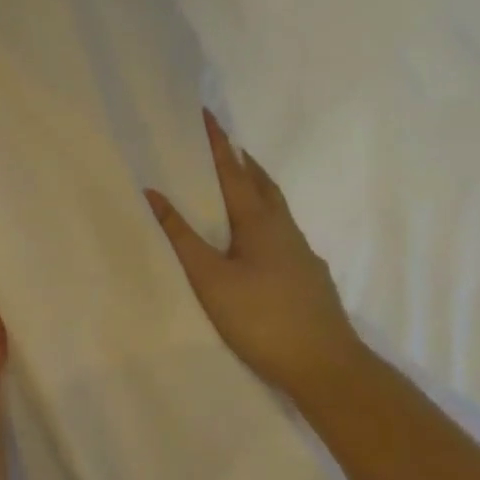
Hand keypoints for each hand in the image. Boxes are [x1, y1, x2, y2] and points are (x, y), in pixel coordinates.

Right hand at [146, 110, 366, 399]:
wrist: (325, 365)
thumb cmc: (261, 318)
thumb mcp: (210, 278)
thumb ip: (181, 236)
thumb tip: (153, 193)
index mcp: (259, 222)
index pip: (232, 171)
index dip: (217, 143)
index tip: (205, 114)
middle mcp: (284, 229)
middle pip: (261, 183)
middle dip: (240, 160)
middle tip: (221, 145)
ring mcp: (301, 253)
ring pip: (275, 208)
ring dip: (254, 188)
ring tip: (235, 184)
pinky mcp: (308, 276)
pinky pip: (281, 232)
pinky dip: (263, 218)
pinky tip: (256, 241)